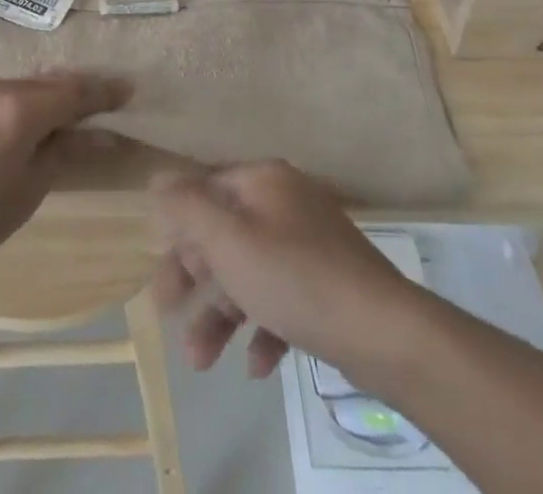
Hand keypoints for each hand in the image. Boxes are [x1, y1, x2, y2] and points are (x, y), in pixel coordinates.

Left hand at [0, 72, 129, 290]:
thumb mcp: (23, 196)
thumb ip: (65, 155)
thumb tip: (105, 136)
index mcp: (20, 108)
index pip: (74, 90)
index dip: (103, 90)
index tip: (126, 89)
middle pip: (36, 87)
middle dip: (59, 100)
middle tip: (76, 117)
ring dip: (14, 111)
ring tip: (12, 143)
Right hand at [152, 160, 419, 379]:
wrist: (384, 333)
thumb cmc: (295, 277)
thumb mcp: (229, 241)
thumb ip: (188, 207)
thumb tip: (158, 177)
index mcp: (263, 181)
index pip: (205, 193)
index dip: (177, 233)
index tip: (160, 277)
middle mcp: (285, 202)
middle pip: (225, 235)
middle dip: (195, 282)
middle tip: (170, 320)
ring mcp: (310, 243)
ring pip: (250, 272)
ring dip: (221, 314)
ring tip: (201, 361)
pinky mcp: (328, 284)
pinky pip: (282, 298)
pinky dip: (263, 327)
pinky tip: (257, 365)